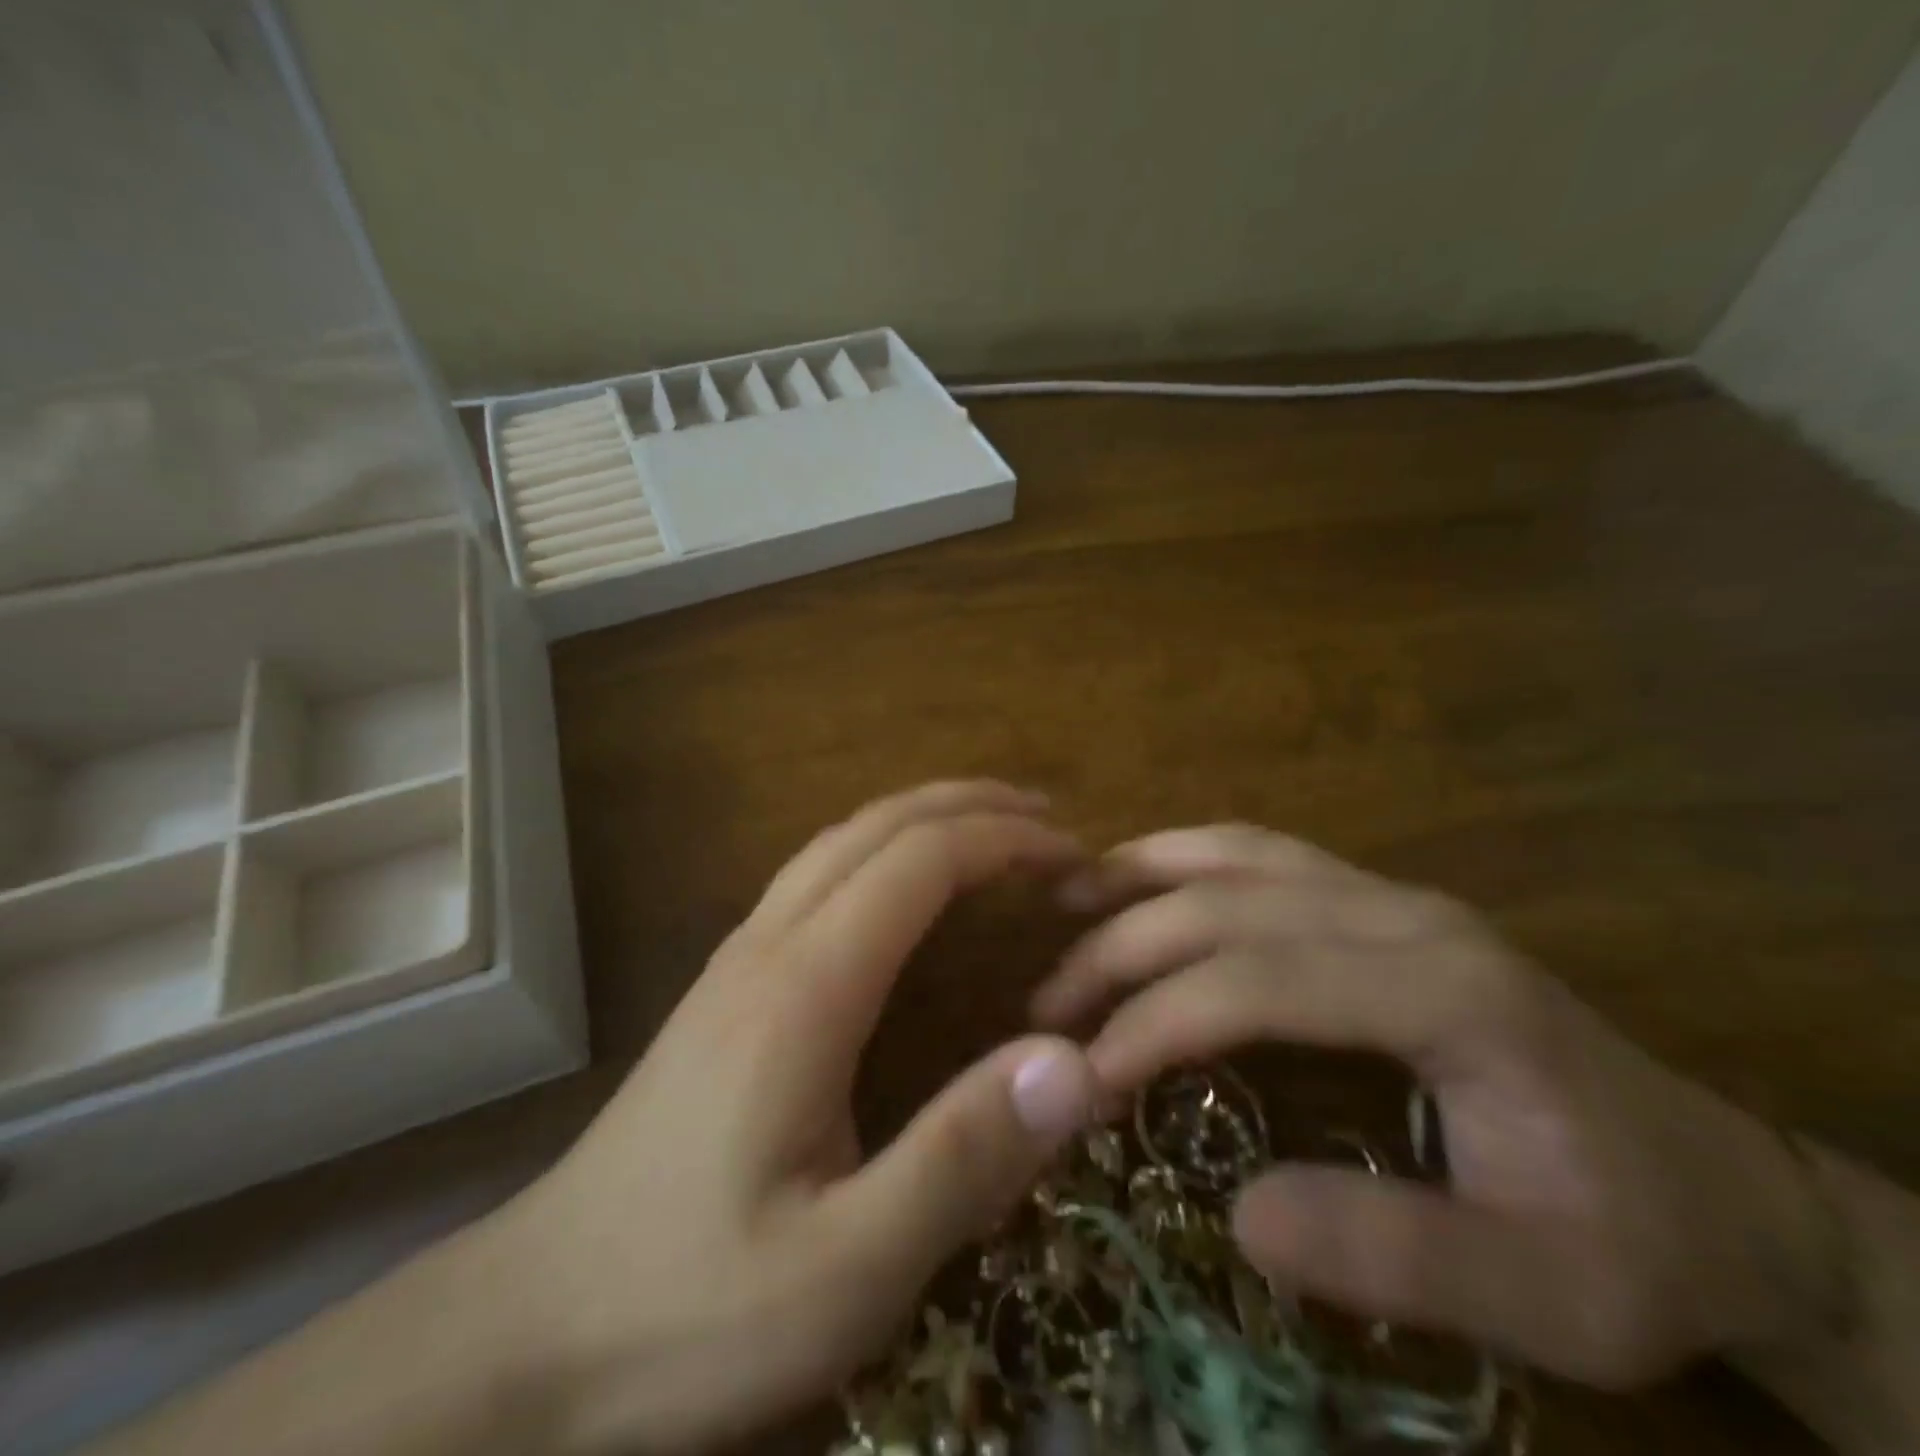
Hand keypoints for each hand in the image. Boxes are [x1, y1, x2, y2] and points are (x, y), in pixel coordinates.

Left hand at [497, 782, 1098, 1452]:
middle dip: (969, 805)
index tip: (1072, 856)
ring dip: (921, 816)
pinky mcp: (726, 985)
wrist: (527, 1331)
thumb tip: (1074, 1061)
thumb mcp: (845, 1272)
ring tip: (991, 829)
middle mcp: (769, 945)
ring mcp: (738, 959)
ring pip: (838, 840)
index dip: (1003, 840)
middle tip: (1049, 820)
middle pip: (877, 826)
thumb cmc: (688, 1310)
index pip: (919, 861)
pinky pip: (814, 874)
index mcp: (805, 988)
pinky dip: (881, 848)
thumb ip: (962, 1161)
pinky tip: (903, 886)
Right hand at [1032, 825, 1843, 1388]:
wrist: (1714, 1181)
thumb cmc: (1627, 1238)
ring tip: (1065, 898)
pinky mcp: (1374, 898)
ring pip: (1240, 854)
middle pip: (1232, 904)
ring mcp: (1389, 894)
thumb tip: (1239, 1214)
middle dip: (1125, 947)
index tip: (1086, 1069)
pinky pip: (1261, 854)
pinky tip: (1142, 877)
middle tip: (1048, 1003)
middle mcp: (1405, 914)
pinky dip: (1187, 857)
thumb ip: (1397, 1256)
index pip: (1262, 979)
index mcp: (1448, 991)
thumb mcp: (1546, 1296)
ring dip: (1144, 873)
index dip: (1160, 1017)